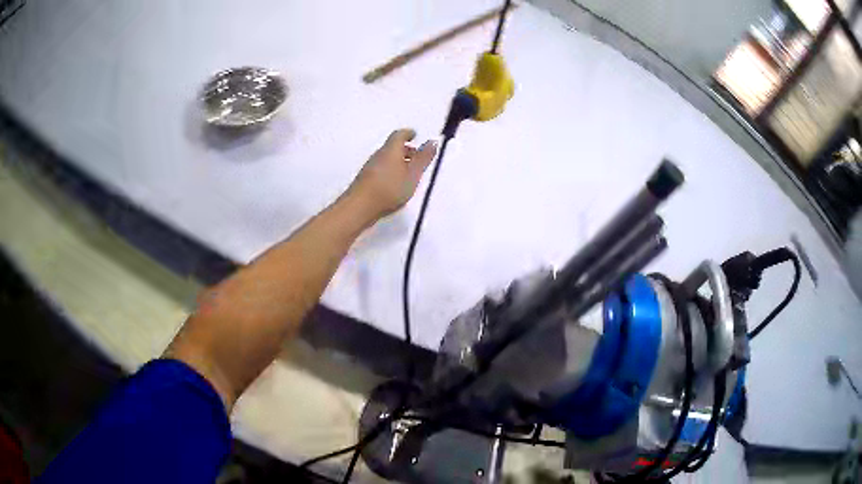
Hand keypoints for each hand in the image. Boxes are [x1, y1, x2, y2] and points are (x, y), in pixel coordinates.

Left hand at [347, 128, 437, 218]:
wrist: (360, 207)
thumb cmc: (390, 188)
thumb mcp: (413, 174)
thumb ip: (423, 158)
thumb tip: (433, 141)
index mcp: (391, 149)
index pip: (399, 135)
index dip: (408, 133)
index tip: (414, 135)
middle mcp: (379, 155)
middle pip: (392, 147)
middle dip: (405, 149)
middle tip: (416, 156)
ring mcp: (370, 168)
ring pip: (386, 159)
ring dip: (398, 162)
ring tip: (408, 173)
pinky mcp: (365, 180)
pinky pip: (381, 169)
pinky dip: (390, 171)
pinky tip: (395, 185)